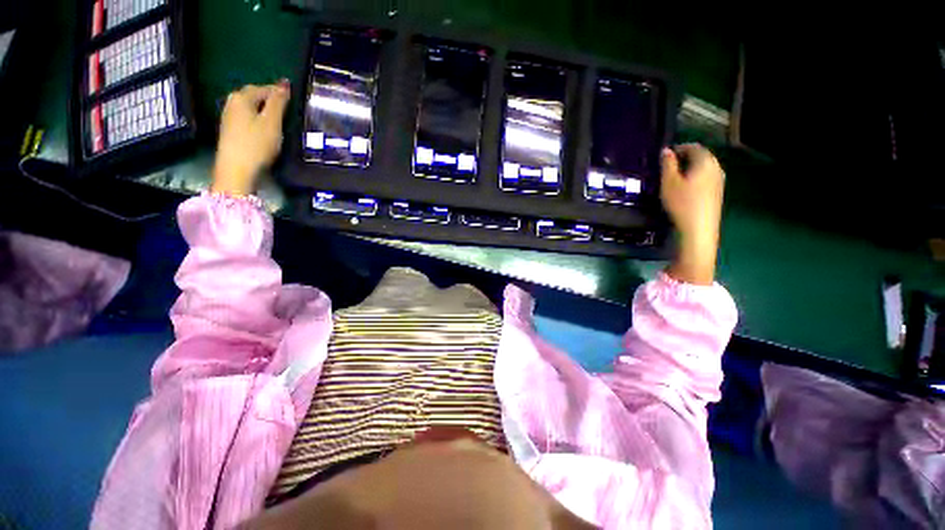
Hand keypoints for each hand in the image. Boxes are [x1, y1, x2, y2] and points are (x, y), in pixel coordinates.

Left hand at [211, 81, 290, 195]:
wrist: (237, 169)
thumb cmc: (256, 144)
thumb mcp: (272, 122)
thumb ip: (278, 102)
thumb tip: (284, 83)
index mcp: (241, 97)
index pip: (263, 88)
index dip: (279, 91)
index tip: (294, 97)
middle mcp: (232, 103)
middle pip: (254, 96)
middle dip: (270, 99)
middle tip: (289, 108)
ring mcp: (229, 118)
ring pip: (251, 108)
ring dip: (265, 110)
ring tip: (281, 119)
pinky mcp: (231, 131)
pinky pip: (248, 118)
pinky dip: (259, 120)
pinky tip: (268, 129)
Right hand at [660, 144, 724, 285]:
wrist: (699, 228)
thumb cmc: (682, 203)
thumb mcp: (669, 183)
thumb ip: (668, 164)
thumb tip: (666, 151)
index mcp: (705, 162)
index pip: (693, 147)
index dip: (679, 148)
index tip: (666, 155)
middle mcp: (716, 168)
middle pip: (701, 156)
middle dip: (686, 158)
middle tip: (669, 165)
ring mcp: (719, 181)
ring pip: (704, 168)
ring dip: (691, 168)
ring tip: (675, 177)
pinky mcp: (718, 192)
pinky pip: (707, 178)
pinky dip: (696, 177)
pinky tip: (686, 188)